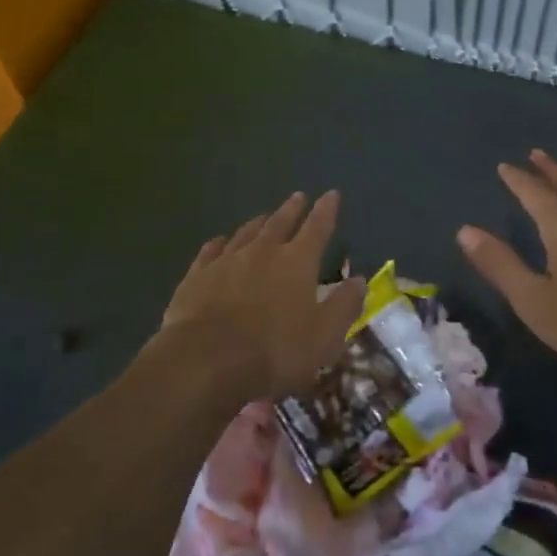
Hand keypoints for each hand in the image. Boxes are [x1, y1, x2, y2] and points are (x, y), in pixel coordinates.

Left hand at [157, 190, 364, 402]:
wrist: (204, 361)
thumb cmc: (274, 351)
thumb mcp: (323, 337)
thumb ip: (343, 306)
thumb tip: (359, 280)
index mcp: (297, 262)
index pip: (317, 228)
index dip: (326, 210)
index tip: (331, 194)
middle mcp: (263, 251)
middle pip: (280, 223)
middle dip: (292, 209)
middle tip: (298, 196)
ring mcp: (226, 260)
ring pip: (246, 233)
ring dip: (258, 223)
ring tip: (263, 217)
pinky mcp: (197, 276)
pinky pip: (211, 251)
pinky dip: (219, 244)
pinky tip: (219, 242)